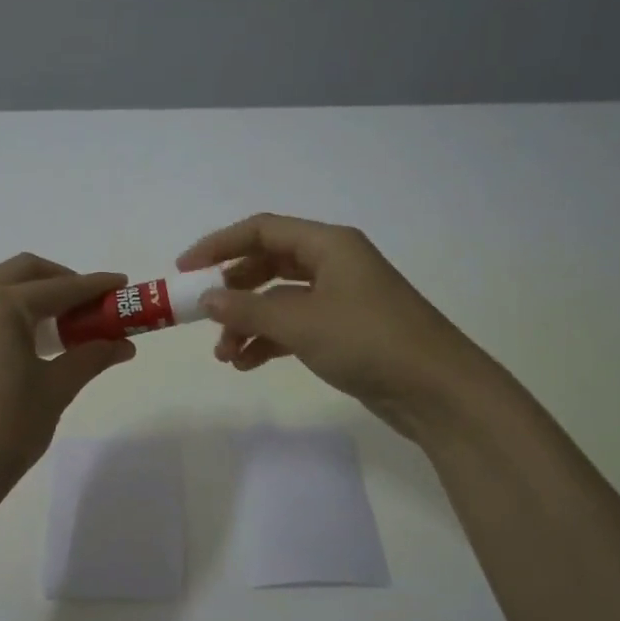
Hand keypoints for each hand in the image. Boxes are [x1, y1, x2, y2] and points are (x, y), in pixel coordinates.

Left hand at [0, 254, 134, 510]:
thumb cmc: (10, 430)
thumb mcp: (57, 390)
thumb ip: (91, 357)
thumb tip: (124, 344)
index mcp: (2, 307)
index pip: (60, 288)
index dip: (94, 286)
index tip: (121, 284)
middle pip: (20, 271)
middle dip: (57, 279)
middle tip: (84, 304)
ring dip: (19, 290)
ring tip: (42, 322)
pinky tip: (3, 343)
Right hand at [178, 214, 477, 439]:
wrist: (436, 390)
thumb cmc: (369, 341)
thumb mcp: (301, 323)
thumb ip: (248, 310)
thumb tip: (205, 298)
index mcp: (329, 245)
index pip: (262, 230)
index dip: (219, 245)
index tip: (184, 270)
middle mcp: (334, 264)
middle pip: (268, 264)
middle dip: (232, 291)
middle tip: (201, 315)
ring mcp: (340, 299)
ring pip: (279, 300)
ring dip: (248, 323)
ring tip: (224, 355)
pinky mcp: (344, 331)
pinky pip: (294, 326)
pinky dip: (269, 341)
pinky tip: (248, 364)